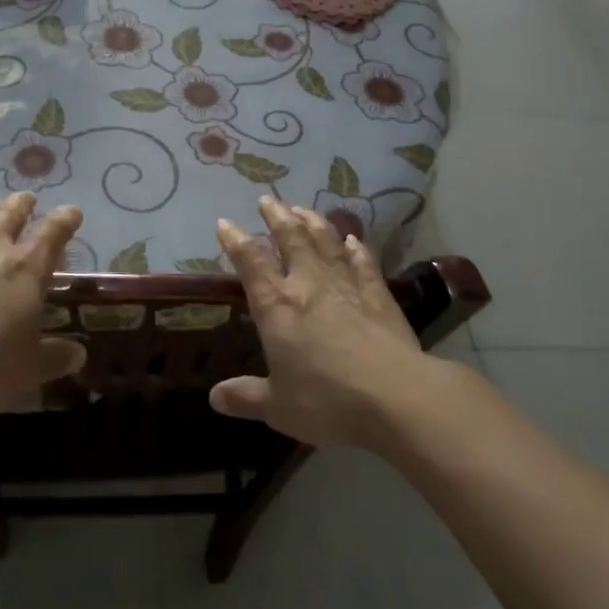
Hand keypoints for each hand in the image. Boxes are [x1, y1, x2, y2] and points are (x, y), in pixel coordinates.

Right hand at [209, 197, 431, 447]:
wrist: (394, 396)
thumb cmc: (327, 401)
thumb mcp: (278, 408)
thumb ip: (246, 397)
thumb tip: (214, 397)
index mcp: (276, 306)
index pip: (250, 262)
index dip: (236, 240)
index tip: (226, 223)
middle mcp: (308, 285)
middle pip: (291, 239)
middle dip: (276, 217)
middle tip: (268, 200)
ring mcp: (346, 285)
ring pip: (326, 242)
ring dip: (312, 222)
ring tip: (302, 208)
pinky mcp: (378, 294)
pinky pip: (363, 262)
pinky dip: (356, 248)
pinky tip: (353, 239)